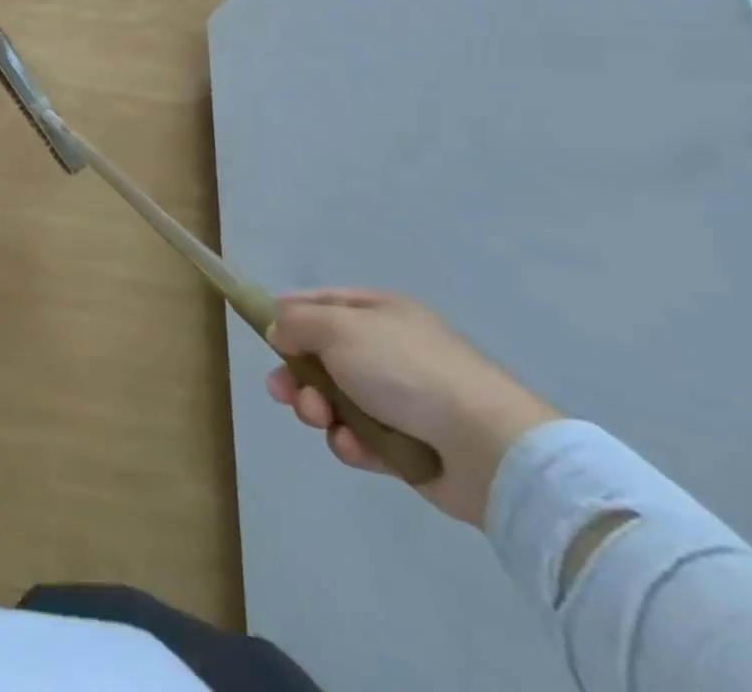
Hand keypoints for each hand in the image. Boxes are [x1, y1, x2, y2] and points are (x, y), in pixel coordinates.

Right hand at [264, 290, 558, 526]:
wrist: (489, 447)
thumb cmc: (406, 370)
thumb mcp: (337, 327)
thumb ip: (296, 323)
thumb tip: (279, 332)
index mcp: (377, 312)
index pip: (319, 303)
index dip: (287, 315)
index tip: (262, 334)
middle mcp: (387, 350)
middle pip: (321, 357)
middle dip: (296, 376)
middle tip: (283, 393)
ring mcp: (400, 400)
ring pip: (335, 401)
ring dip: (319, 411)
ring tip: (323, 422)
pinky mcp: (408, 446)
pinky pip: (362, 439)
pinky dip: (351, 444)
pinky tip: (354, 448)